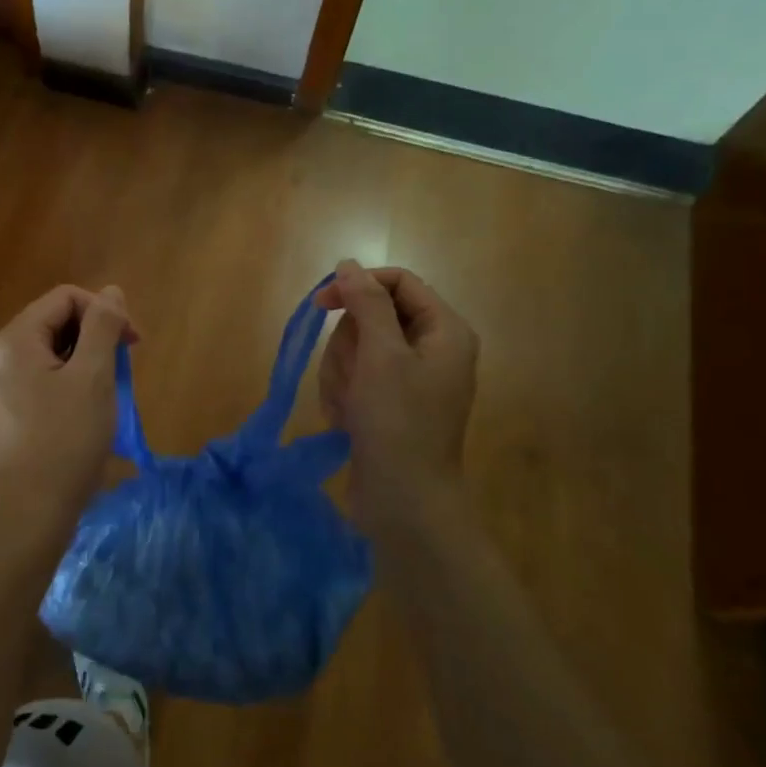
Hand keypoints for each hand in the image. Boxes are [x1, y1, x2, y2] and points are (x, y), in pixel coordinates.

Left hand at [0, 283, 136, 544]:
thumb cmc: (66, 440)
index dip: (104, 311)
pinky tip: (89, 410)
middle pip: (57, 322)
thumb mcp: (94, 376)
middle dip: (96, 336)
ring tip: (109, 392)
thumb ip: (103, 326)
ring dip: (88, 361)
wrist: (31, 513)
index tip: (133, 343)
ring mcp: (1, 385)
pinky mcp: (8, 411)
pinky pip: (45, 378)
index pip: (66, 298)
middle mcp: (0, 355)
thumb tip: (111, 292)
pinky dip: (72, 382)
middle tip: (124, 368)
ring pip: (53, 352)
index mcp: (14, 339)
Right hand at [316, 260, 477, 527]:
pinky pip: (356, 378)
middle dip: (350, 346)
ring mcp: (410, 378)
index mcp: (444, 330)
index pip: (397, 282)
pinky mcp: (390, 402)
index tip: (320, 303)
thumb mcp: (381, 356)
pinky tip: (348, 419)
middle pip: (373, 316)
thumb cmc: (398, 424)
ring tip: (350, 405)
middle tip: (353, 377)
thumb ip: (366, 303)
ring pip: (358, 348)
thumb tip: (349, 264)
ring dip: (343, 374)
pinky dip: (345, 394)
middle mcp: (432, 348)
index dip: (358, 285)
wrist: (405, 502)